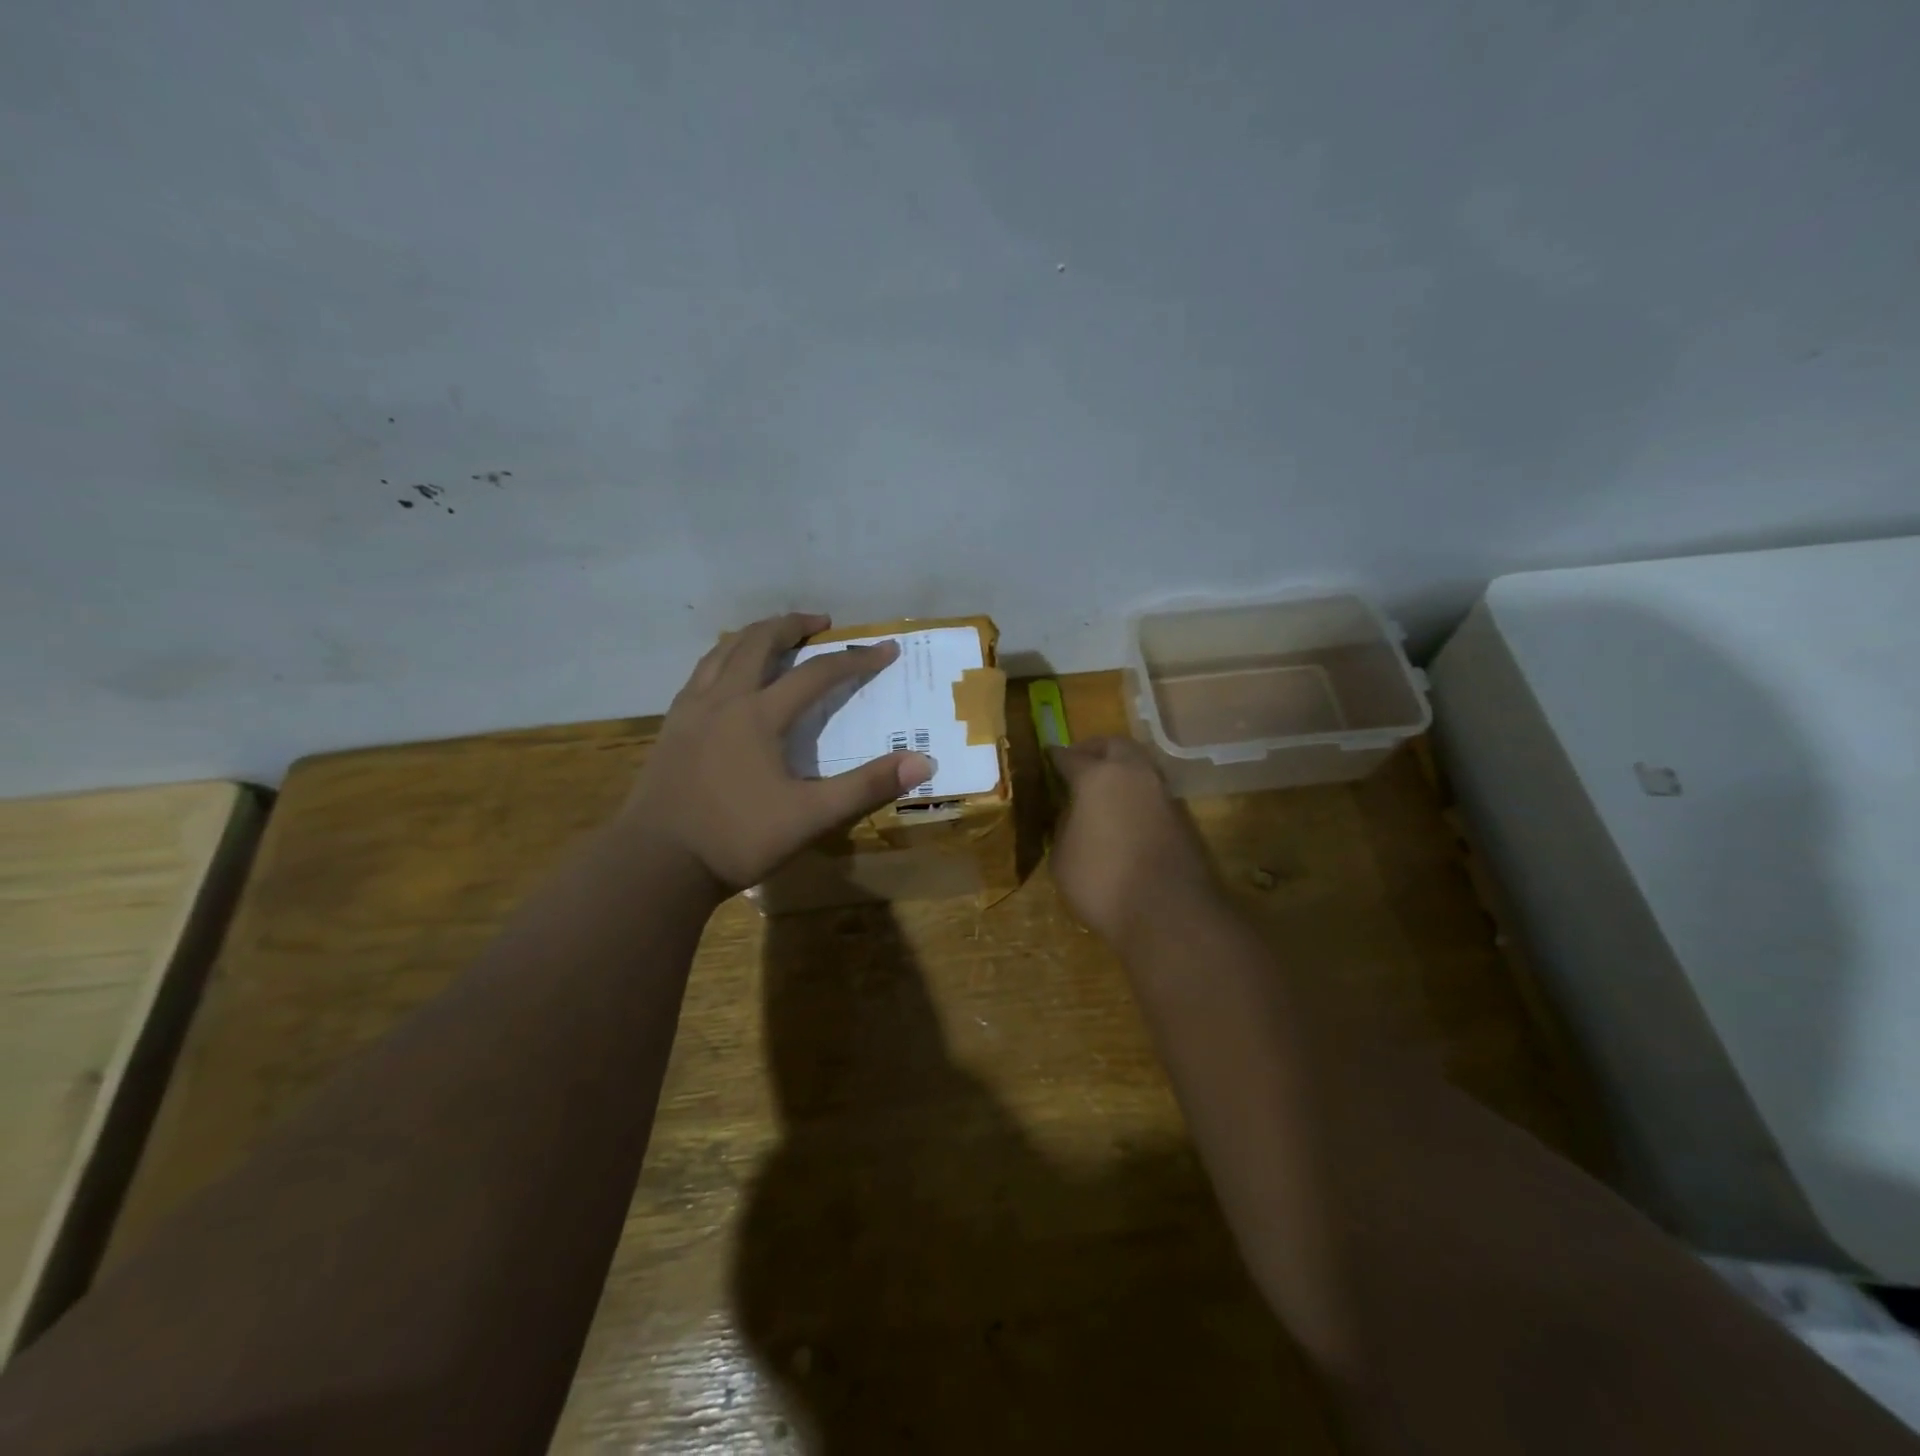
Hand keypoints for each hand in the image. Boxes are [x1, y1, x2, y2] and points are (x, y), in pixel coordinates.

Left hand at [623, 612, 933, 889]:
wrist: (656, 864)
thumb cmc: (737, 839)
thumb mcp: (810, 816)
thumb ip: (866, 786)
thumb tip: (923, 762)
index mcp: (758, 715)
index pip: (817, 674)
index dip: (856, 659)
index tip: (886, 650)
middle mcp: (723, 700)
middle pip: (759, 642)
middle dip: (793, 625)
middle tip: (820, 623)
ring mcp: (690, 711)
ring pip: (722, 652)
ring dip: (754, 635)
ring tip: (774, 636)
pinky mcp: (671, 728)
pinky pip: (700, 674)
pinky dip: (723, 659)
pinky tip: (727, 676)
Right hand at [1050, 737, 1221, 948]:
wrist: (1170, 913)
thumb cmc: (1102, 882)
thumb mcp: (1062, 857)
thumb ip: (1064, 826)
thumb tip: (1072, 813)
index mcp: (1096, 777)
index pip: (1069, 756)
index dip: (1055, 757)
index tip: (1048, 757)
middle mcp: (1132, 774)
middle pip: (1113, 745)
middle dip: (1094, 749)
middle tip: (1079, 763)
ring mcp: (1162, 793)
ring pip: (1139, 765)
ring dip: (1120, 769)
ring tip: (1102, 790)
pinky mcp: (1181, 816)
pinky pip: (1152, 792)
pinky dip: (1136, 793)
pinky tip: (1123, 814)